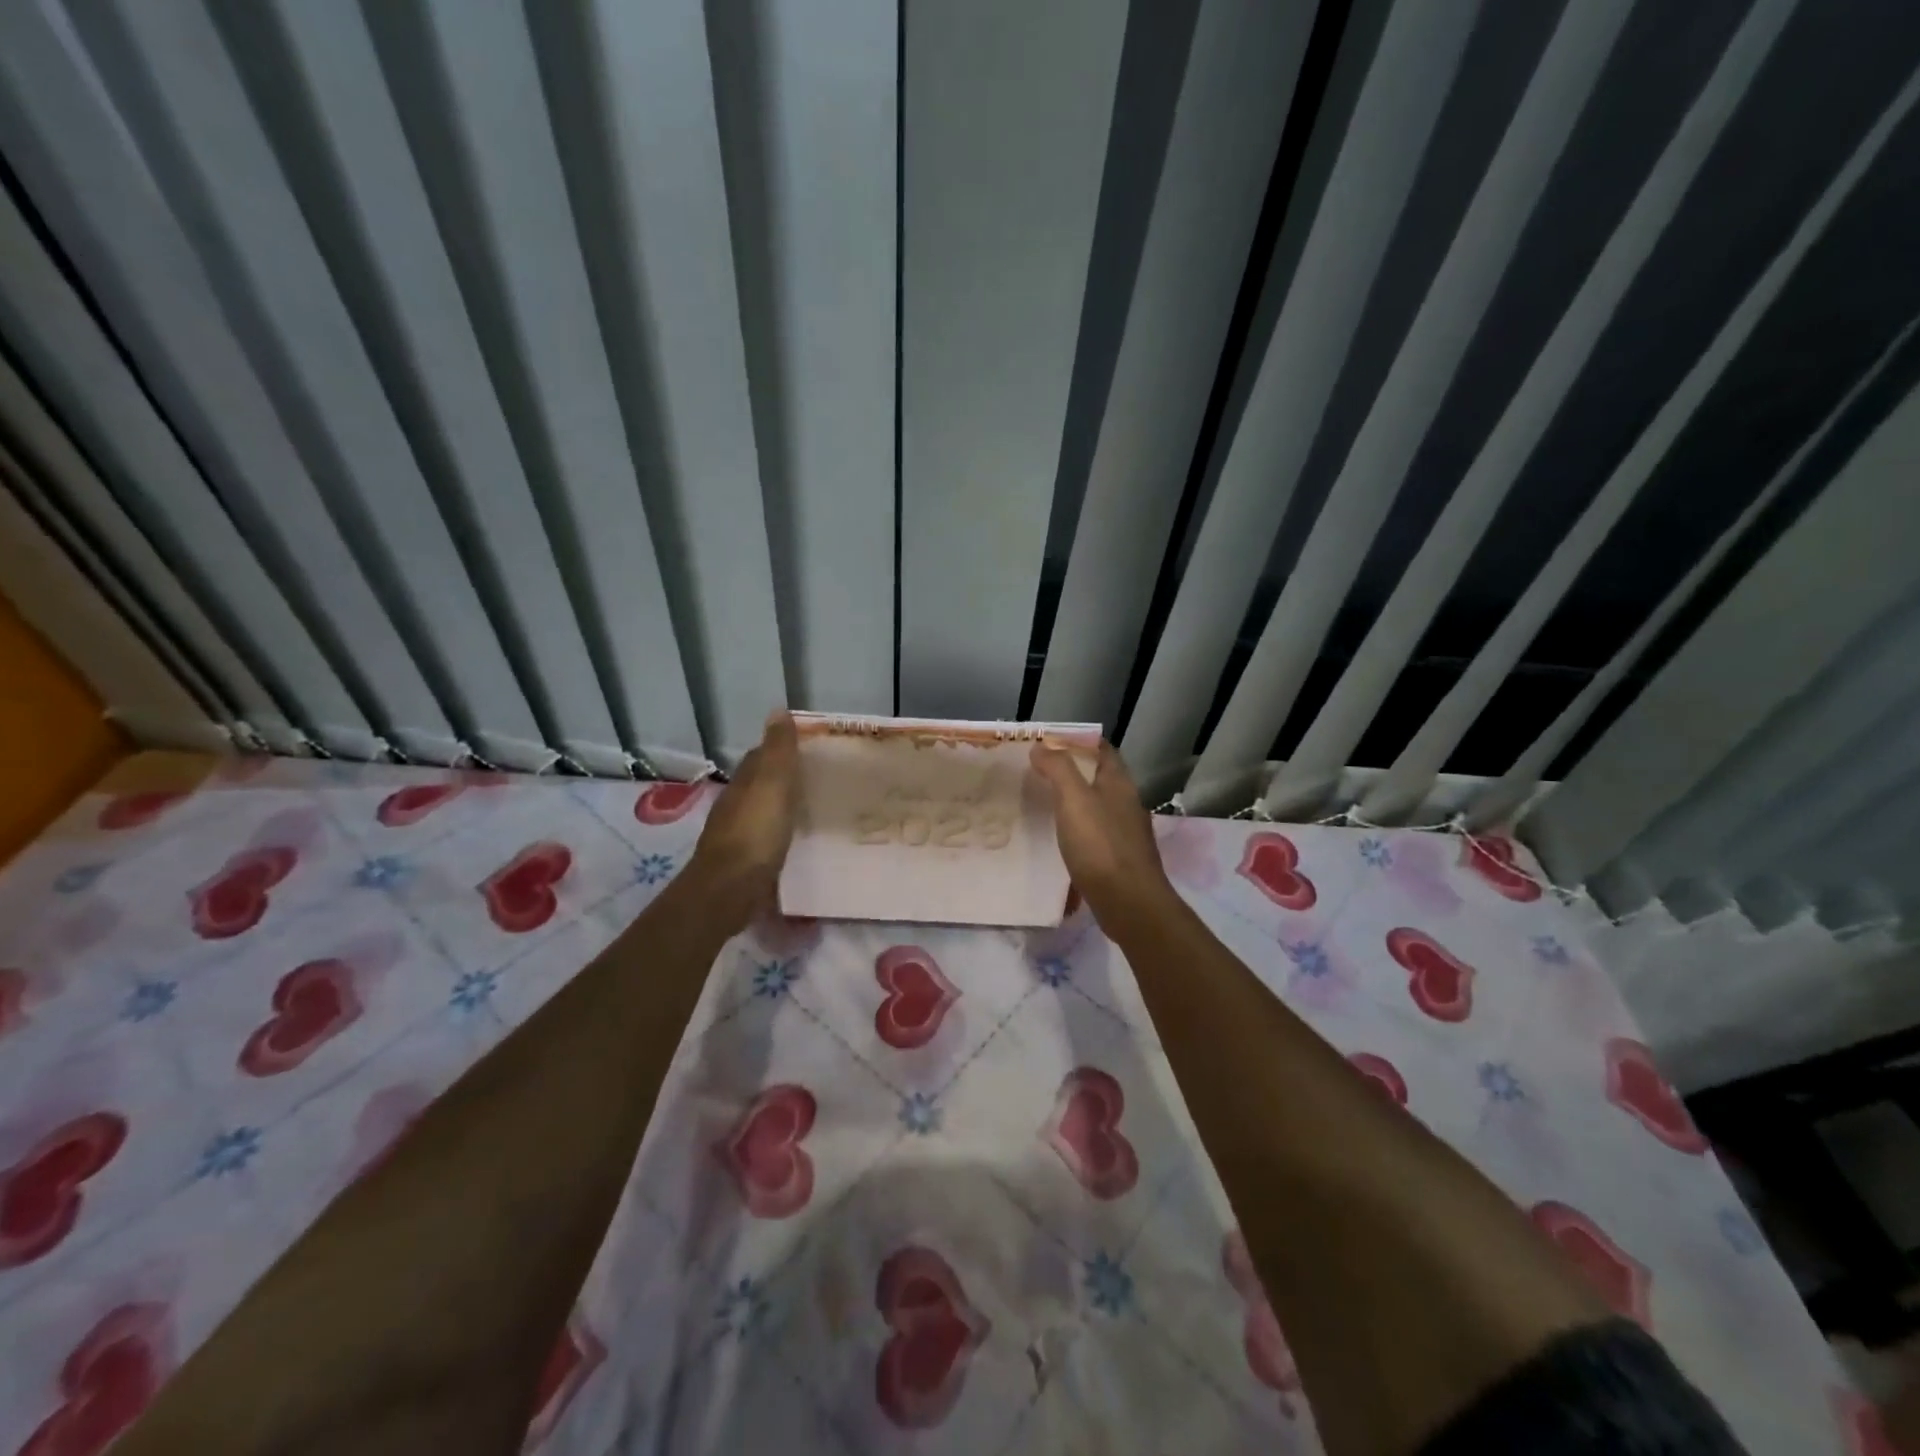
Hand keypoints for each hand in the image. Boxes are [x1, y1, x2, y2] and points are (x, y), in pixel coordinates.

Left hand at [688, 712, 799, 922]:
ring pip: (763, 811)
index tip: (809, 748)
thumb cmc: (755, 832)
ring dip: (782, 807)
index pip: (760, 756)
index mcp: (744, 783)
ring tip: (814, 807)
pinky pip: (767, 838)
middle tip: (819, 778)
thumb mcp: (772, 784)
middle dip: (784, 778)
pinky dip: (781, 833)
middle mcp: (737, 805)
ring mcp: (739, 835)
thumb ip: (778, 751)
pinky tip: (798, 839)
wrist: (730, 890)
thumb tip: (778, 710)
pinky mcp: (746, 862)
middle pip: (761, 784)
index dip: (781, 749)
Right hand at [1030, 741, 1179, 932]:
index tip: (1049, 741)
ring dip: (1074, 801)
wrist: (1129, 903)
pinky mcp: (1118, 858)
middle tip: (1038, 771)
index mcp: (1119, 783)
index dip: (1078, 741)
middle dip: (1072, 770)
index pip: (1102, 749)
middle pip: (1099, 777)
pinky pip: (1094, 833)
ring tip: (1042, 801)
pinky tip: (1058, 837)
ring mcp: (1124, 832)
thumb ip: (1058, 769)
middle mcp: (1126, 803)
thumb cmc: (1101, 845)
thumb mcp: (1074, 799)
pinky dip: (1077, 828)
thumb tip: (1042, 746)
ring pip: (1097, 806)